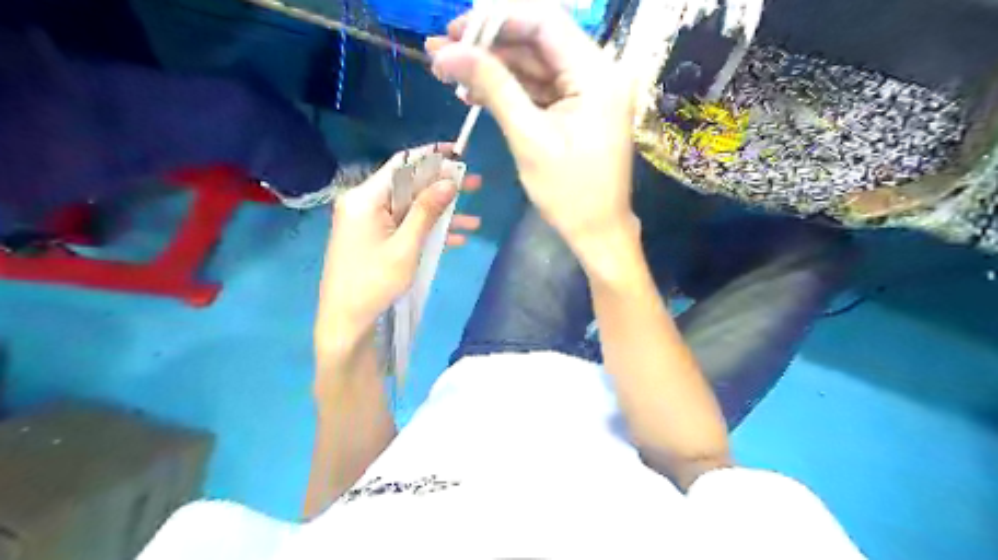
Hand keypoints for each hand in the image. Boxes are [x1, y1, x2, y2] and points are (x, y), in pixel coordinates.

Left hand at [315, 144, 479, 353]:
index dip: (432, 156)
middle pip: (409, 187)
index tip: (459, 152)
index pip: (402, 165)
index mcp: (365, 198)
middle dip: (443, 188)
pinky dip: (427, 231)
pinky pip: (404, 226)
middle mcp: (364, 203)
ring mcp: (369, 222)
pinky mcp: (374, 238)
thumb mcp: (405, 247)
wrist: (345, 320)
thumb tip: (449, 181)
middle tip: (475, 185)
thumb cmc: (374, 282)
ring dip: (440, 214)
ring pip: (410, 209)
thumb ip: (426, 211)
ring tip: (474, 220)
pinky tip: (455, 239)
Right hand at [425, 1, 633, 255]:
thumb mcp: (528, 137)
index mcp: (596, 74)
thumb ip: (492, 87)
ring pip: (535, 66)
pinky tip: (475, 93)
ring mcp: (589, 91)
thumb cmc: (569, 192)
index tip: (456, 30)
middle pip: (537, 41)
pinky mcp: (579, 109)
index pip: (544, 22)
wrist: (597, 231)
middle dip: (488, 46)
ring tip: (448, 73)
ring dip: (494, 69)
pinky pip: (541, 89)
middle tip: (442, 51)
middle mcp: (598, 72)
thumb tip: (448, 52)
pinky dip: (510, 91)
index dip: (496, 19)